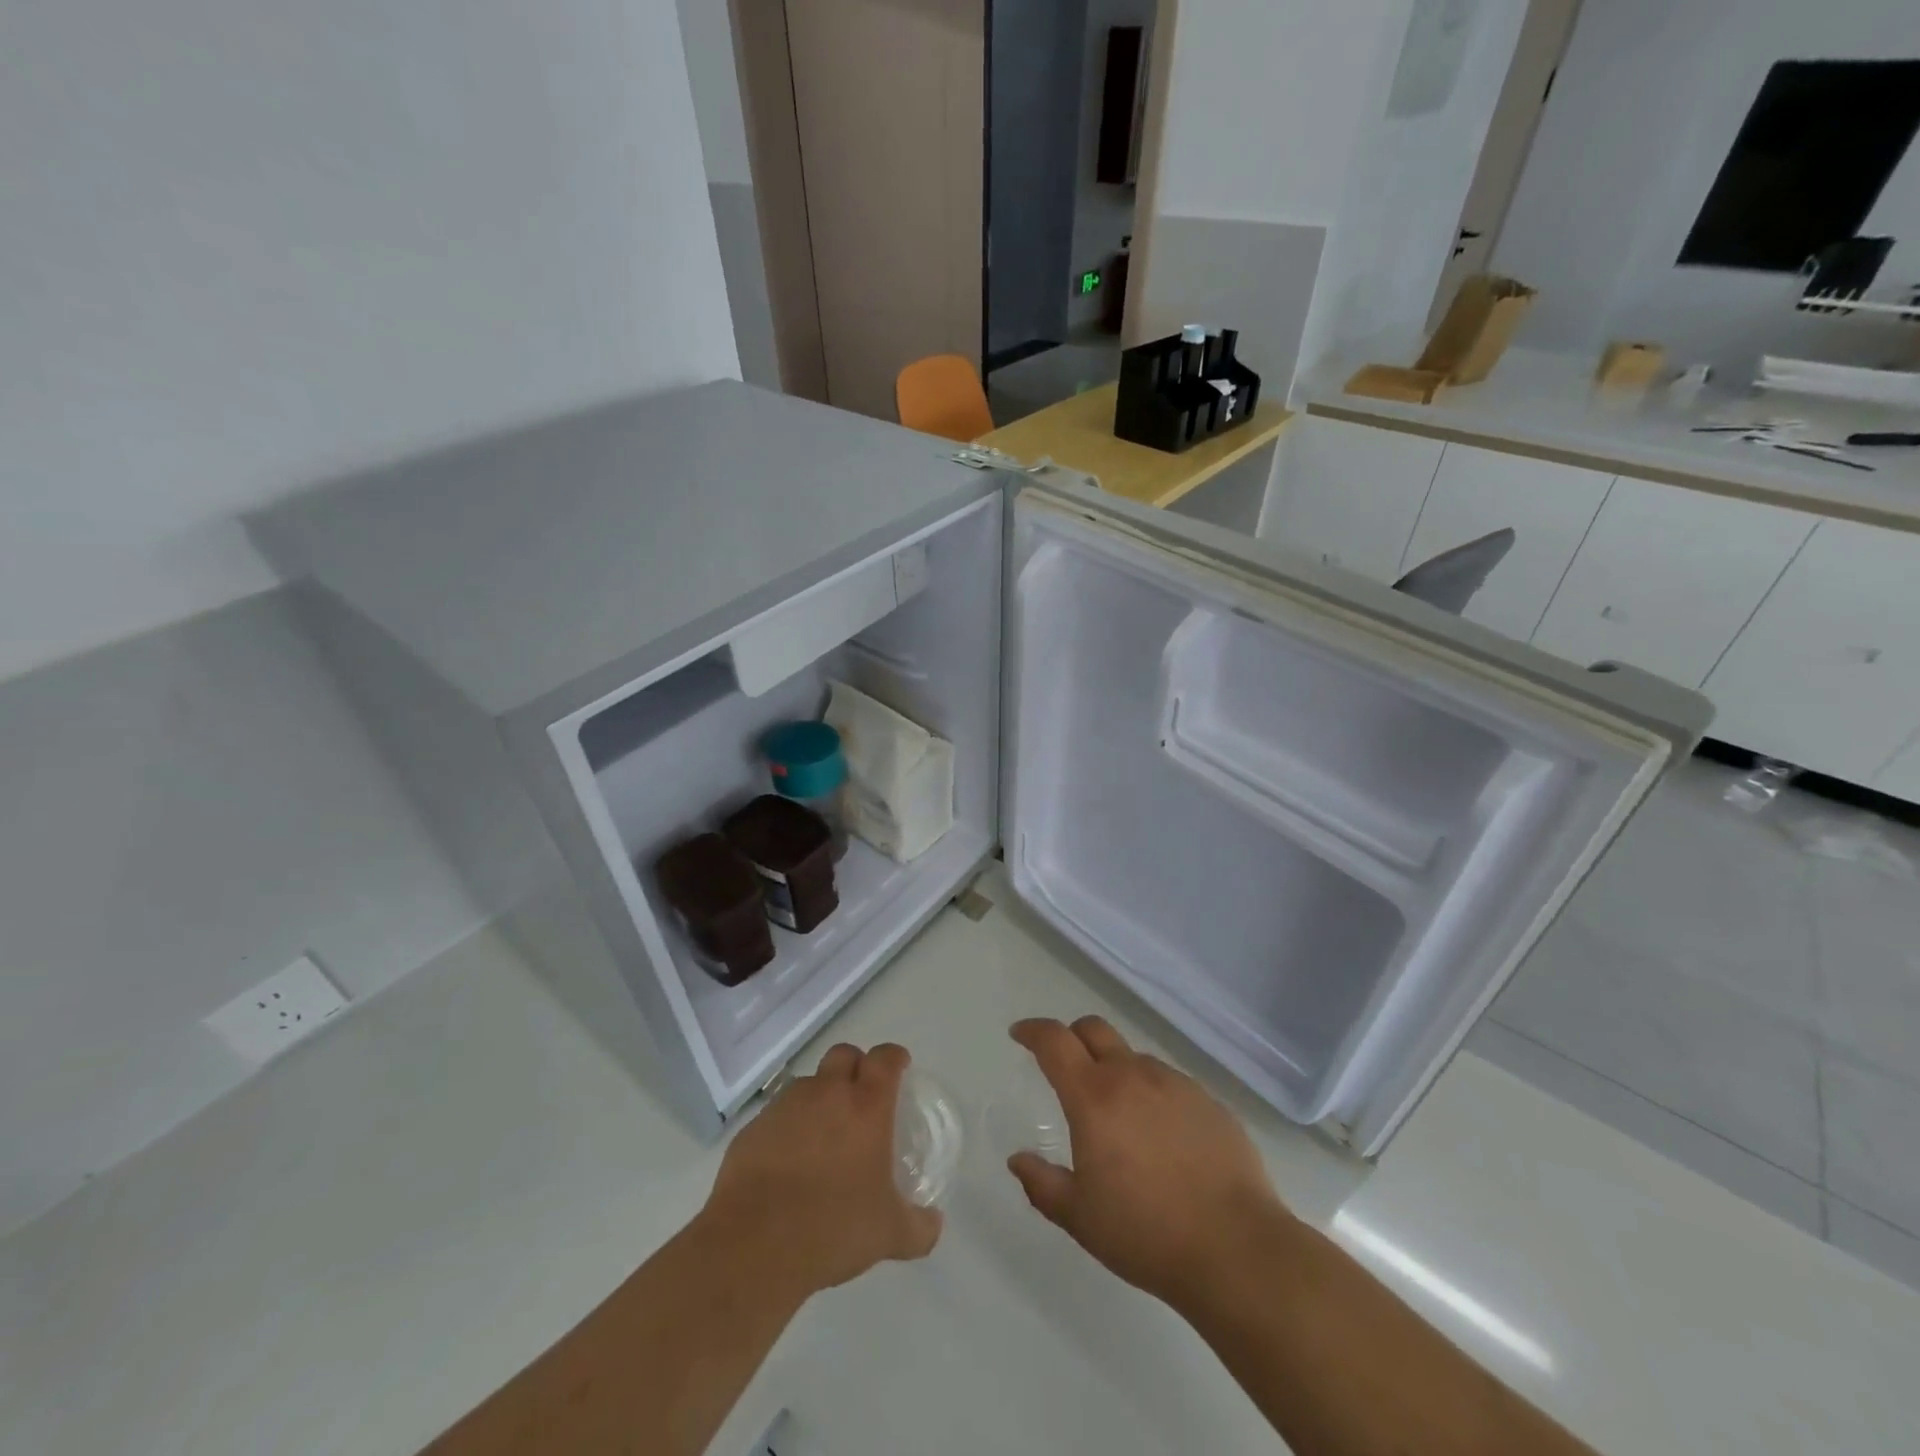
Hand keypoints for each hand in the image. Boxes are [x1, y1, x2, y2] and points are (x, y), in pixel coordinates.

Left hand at [699, 1042, 941, 1302]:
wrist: (755, 1245)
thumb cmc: (834, 1227)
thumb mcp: (890, 1234)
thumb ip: (918, 1226)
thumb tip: (934, 1224)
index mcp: (866, 1105)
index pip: (885, 1058)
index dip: (894, 1057)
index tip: (900, 1066)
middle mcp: (827, 1093)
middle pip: (844, 1054)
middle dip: (855, 1066)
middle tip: (861, 1096)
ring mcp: (786, 1106)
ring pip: (808, 1083)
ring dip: (820, 1097)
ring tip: (822, 1135)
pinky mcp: (753, 1128)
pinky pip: (777, 1114)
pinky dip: (788, 1127)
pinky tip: (788, 1162)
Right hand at [1006, 1017, 1284, 1305]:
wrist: (1237, 1249)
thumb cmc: (1147, 1233)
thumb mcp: (1080, 1218)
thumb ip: (1042, 1184)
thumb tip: (1018, 1160)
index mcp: (1094, 1097)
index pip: (1055, 1041)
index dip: (1033, 1030)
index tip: (1019, 1034)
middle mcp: (1133, 1076)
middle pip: (1094, 1029)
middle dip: (1071, 1036)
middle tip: (1063, 1063)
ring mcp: (1175, 1084)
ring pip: (1133, 1057)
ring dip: (1115, 1070)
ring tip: (1118, 1116)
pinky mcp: (1209, 1101)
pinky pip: (1169, 1083)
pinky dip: (1152, 1094)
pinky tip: (1161, 1137)